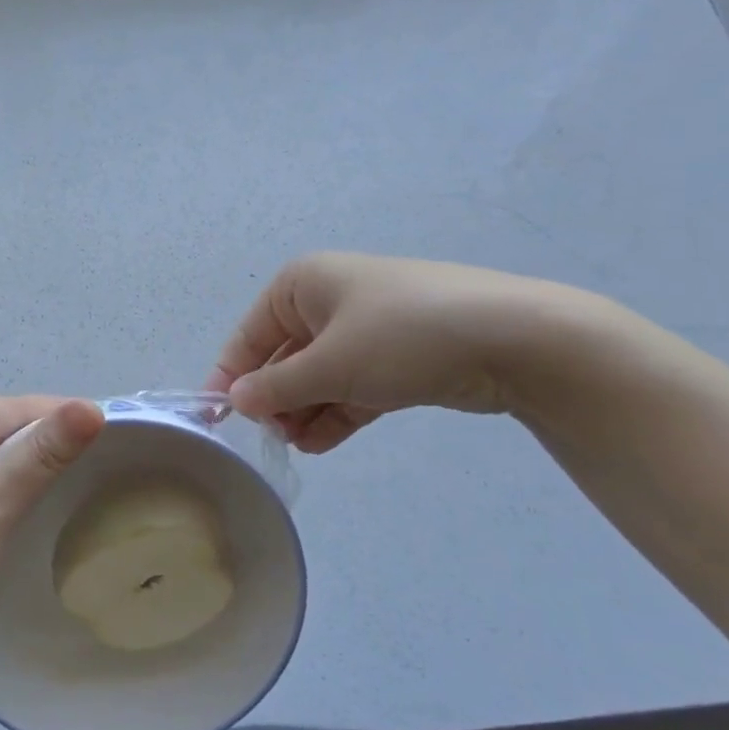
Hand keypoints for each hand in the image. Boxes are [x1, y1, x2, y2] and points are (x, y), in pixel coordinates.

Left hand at [0, 396, 105, 627]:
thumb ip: (45, 451)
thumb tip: (93, 408)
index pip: (18, 407)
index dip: (64, 417)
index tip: (113, 432)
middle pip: (7, 426)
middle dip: (48, 441)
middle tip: (99, 458)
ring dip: (32, 462)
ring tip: (75, 476)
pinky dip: (11, 480)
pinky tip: (33, 494)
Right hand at [205, 253, 602, 452]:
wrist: (512, 339)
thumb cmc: (401, 336)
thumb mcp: (330, 364)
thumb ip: (276, 387)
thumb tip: (233, 402)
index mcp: (302, 284)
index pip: (250, 333)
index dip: (231, 374)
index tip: (216, 418)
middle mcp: (328, 300)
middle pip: (284, 355)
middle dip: (275, 398)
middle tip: (272, 437)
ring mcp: (365, 329)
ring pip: (318, 375)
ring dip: (304, 410)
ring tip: (298, 445)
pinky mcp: (396, 358)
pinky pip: (350, 386)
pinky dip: (335, 412)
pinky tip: (321, 443)